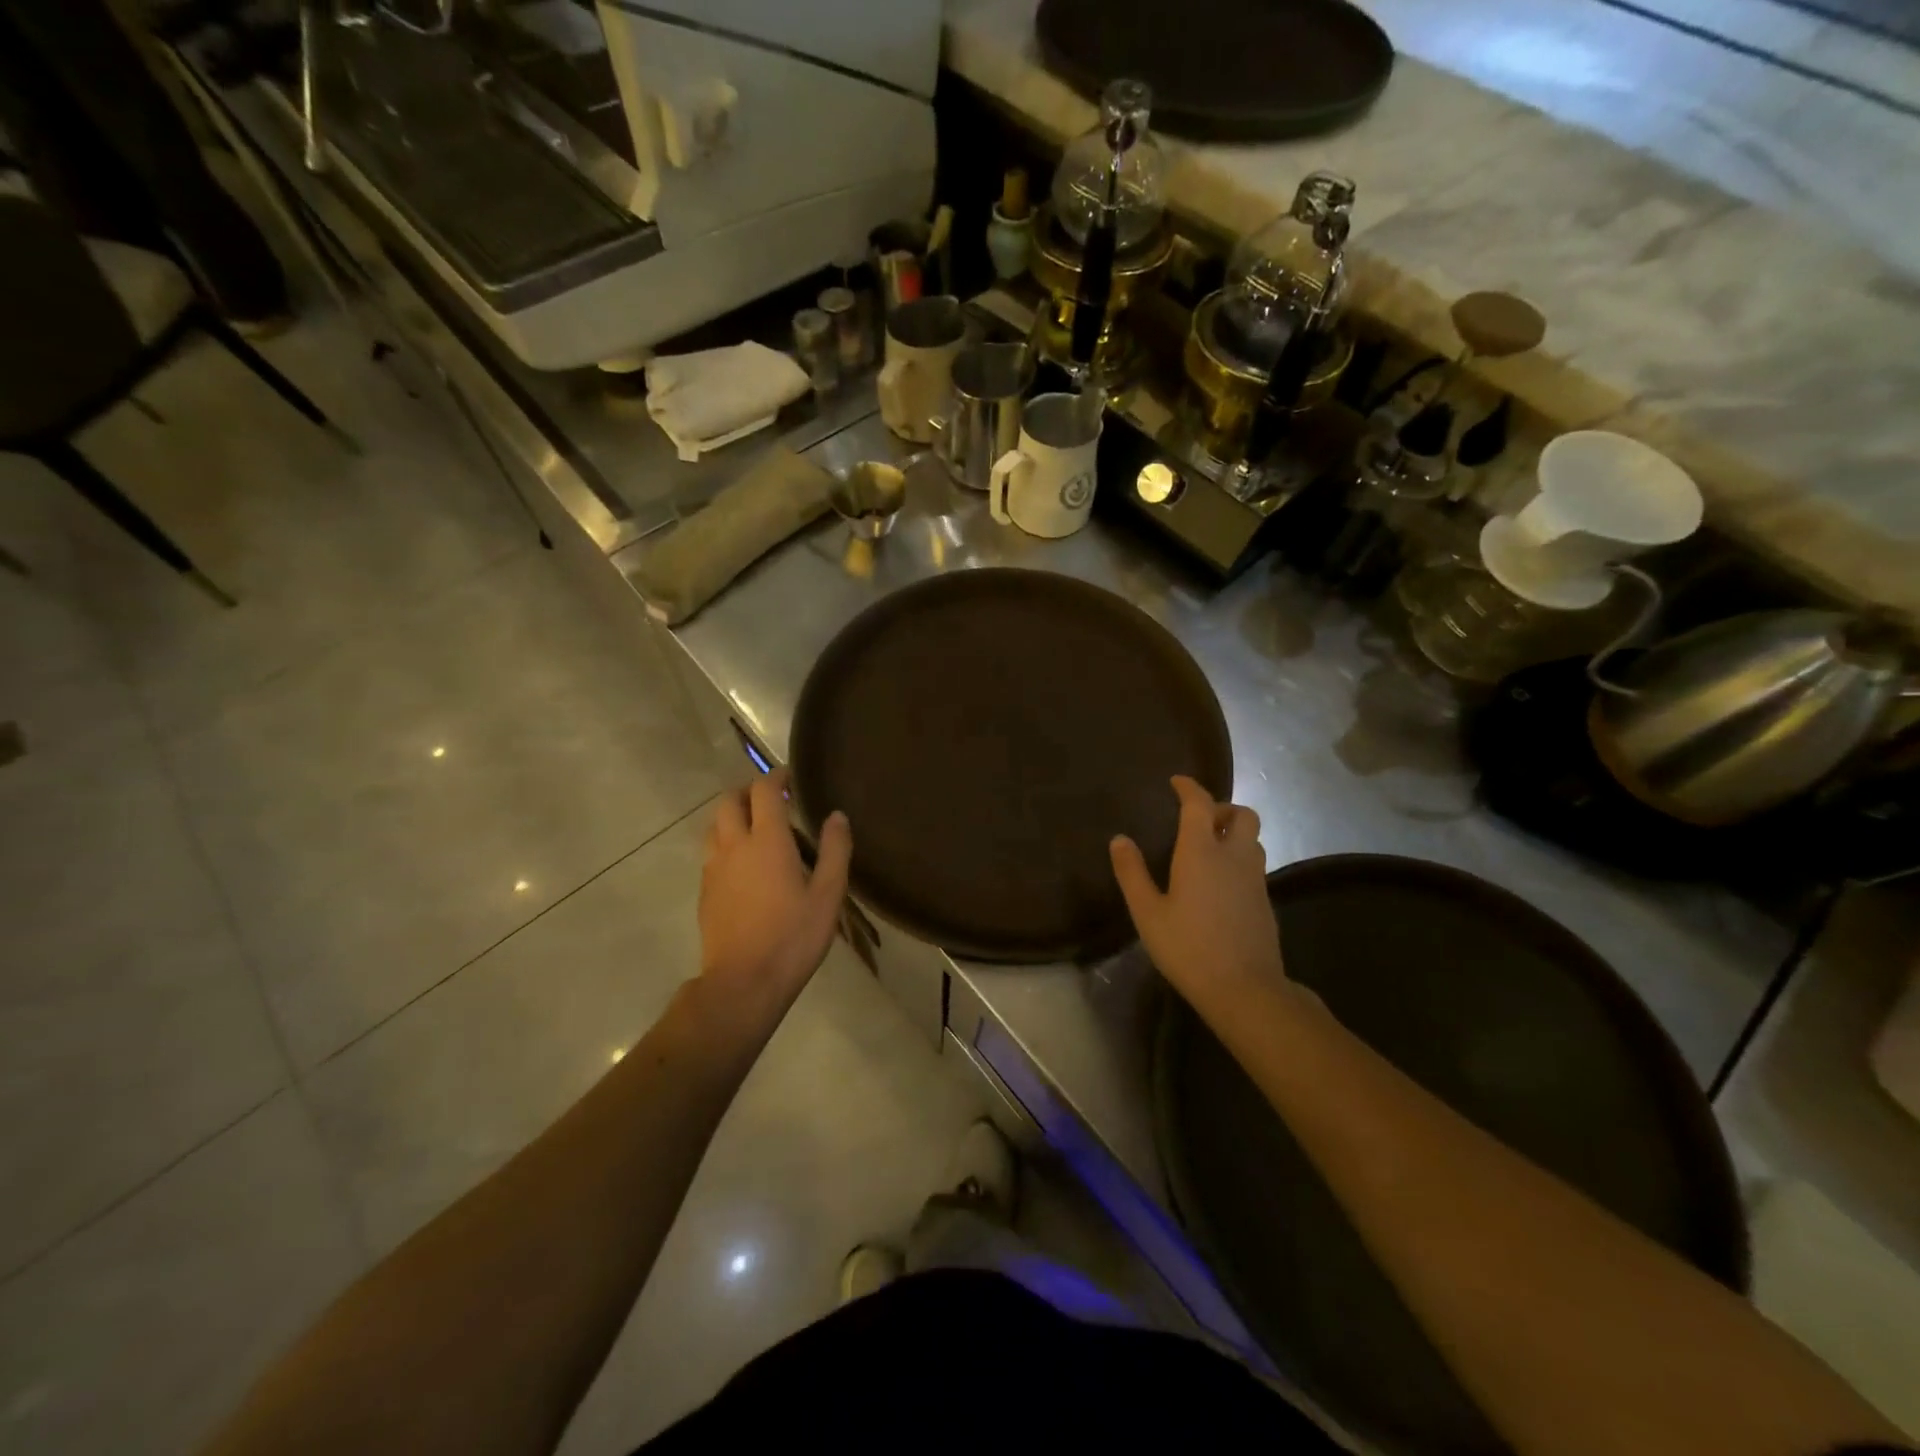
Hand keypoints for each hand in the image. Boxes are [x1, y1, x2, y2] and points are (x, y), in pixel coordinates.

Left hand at [698, 769, 851, 1018]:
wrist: (743, 983)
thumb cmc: (793, 937)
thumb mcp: (828, 895)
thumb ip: (834, 850)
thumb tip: (836, 816)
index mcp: (767, 841)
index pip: (763, 791)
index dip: (775, 776)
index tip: (789, 776)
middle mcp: (734, 846)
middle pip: (728, 801)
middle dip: (747, 791)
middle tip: (771, 799)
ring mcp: (713, 869)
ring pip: (714, 825)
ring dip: (732, 815)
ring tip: (755, 827)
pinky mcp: (705, 891)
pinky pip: (710, 852)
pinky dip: (725, 842)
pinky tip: (743, 864)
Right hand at [1110, 776, 1284, 1011]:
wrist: (1245, 989)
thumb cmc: (1188, 948)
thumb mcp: (1148, 913)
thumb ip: (1132, 873)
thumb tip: (1120, 839)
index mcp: (1201, 851)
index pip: (1199, 804)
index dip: (1189, 788)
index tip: (1177, 782)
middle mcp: (1234, 856)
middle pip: (1242, 814)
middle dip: (1222, 808)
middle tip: (1199, 820)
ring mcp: (1255, 878)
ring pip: (1253, 838)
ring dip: (1234, 832)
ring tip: (1209, 847)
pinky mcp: (1265, 900)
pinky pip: (1254, 863)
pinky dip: (1239, 857)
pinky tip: (1220, 882)